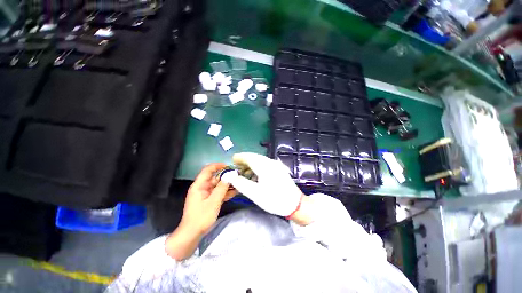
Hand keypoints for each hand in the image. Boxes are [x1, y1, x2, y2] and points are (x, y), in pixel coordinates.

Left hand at [166, 163, 234, 260]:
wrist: (191, 234)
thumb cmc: (201, 217)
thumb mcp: (214, 201)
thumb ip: (222, 187)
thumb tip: (231, 175)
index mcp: (199, 185)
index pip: (208, 170)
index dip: (218, 166)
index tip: (229, 167)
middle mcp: (202, 187)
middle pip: (215, 178)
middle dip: (226, 176)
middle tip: (238, 176)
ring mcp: (206, 194)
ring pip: (218, 186)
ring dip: (227, 185)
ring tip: (239, 183)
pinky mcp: (209, 200)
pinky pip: (218, 193)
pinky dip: (225, 192)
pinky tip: (235, 192)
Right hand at [225, 152, 303, 216]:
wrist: (295, 204)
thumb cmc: (274, 199)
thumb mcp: (255, 193)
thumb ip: (241, 183)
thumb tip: (230, 176)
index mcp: (264, 166)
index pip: (249, 157)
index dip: (240, 158)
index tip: (232, 161)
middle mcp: (270, 162)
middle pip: (254, 157)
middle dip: (244, 161)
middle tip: (236, 169)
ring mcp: (276, 165)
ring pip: (260, 160)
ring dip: (251, 165)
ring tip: (244, 174)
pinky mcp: (279, 169)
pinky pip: (265, 164)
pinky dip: (257, 167)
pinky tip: (255, 176)